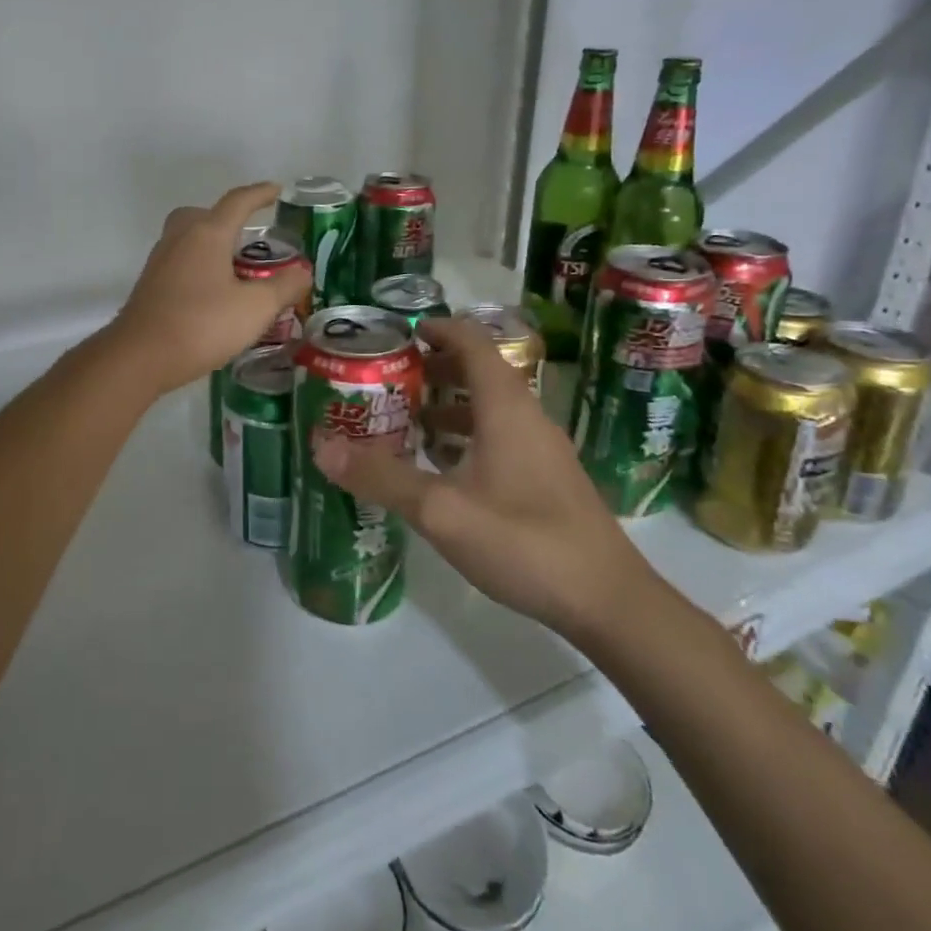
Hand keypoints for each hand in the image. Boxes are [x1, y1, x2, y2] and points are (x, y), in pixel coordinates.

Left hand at [106, 182, 310, 396]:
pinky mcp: (150, 285)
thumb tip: (303, 272)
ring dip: (211, 245)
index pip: (237, 202)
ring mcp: (160, 261)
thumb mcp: (255, 308)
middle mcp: (180, 238)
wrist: (140, 356)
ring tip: (235, 268)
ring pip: (188, 238)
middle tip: (249, 236)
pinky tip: (212, 293)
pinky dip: (198, 267)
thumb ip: (284, 287)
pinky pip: (179, 262)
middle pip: (203, 215)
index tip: (277, 190)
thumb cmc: (202, 325)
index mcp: (207, 234)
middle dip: (227, 219)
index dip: (259, 194)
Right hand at [315, 318, 653, 640]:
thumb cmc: (524, 542)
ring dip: (448, 404)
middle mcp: (526, 417)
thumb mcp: (441, 511)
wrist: (608, 602)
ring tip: (405, 421)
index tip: (397, 335)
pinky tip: (441, 468)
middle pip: (479, 371)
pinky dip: (466, 435)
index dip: (436, 329)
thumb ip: (381, 477)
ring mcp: (541, 449)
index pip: (472, 342)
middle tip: (388, 380)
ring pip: (489, 407)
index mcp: (505, 407)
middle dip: (433, 368)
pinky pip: (499, 436)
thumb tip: (321, 445)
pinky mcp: (547, 478)